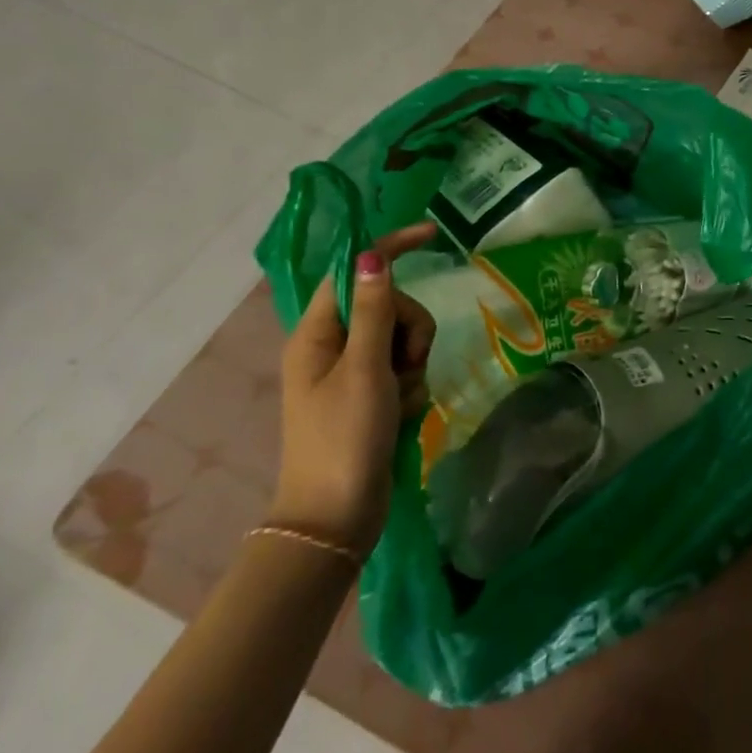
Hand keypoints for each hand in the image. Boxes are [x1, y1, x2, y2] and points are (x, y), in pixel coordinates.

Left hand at [272, 222, 438, 557]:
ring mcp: (353, 371)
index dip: (390, 249)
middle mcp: (333, 345)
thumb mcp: (364, 369)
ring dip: (413, 361)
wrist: (336, 518)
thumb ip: (373, 310)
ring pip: (403, 337)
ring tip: (402, 395)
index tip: (433, 235)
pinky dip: (412, 385)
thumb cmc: (344, 439)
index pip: (354, 271)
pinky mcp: (371, 394)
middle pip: (389, 305)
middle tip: (405, 364)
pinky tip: (403, 411)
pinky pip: (404, 368)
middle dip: (409, 329)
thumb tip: (372, 255)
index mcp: (318, 333)